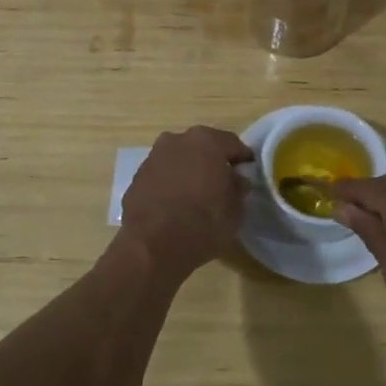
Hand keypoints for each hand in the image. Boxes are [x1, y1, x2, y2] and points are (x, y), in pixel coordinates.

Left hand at [119, 126, 254, 278]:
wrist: (153, 244)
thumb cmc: (204, 221)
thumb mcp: (236, 209)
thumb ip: (238, 188)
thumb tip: (236, 180)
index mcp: (206, 140)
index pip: (233, 144)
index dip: (243, 160)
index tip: (248, 174)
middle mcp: (177, 140)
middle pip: (202, 147)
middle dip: (213, 162)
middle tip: (223, 184)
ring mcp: (153, 157)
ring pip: (179, 160)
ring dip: (189, 172)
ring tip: (197, 197)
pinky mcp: (136, 178)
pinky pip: (161, 177)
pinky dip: (170, 186)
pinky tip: (175, 206)